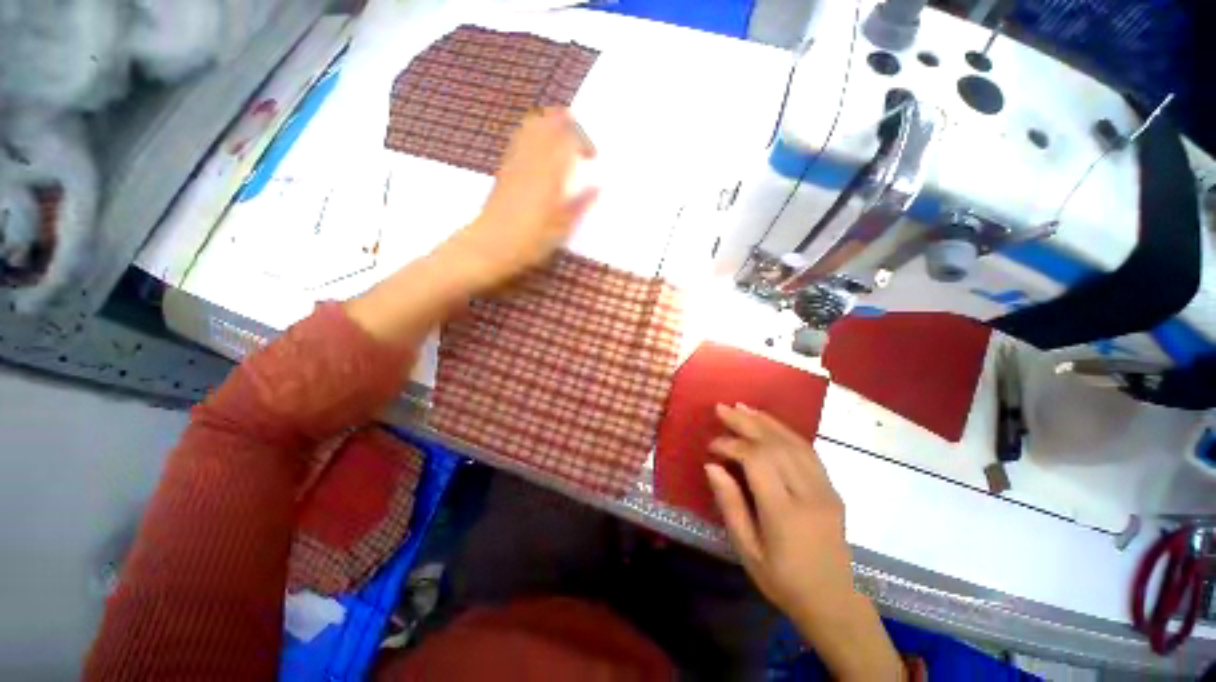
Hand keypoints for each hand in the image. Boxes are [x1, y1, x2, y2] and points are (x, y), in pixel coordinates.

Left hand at [442, 107, 597, 291]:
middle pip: (548, 124)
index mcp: (549, 175)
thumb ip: (580, 205)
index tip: (593, 156)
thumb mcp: (561, 229)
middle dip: (566, 123)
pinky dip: (533, 134)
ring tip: (562, 135)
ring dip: (549, 124)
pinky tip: (540, 146)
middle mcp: (532, 161)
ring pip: (531, 126)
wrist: (490, 246)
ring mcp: (514, 162)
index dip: (583, 140)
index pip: (568, 139)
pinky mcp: (504, 169)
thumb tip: (598, 186)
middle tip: (580, 136)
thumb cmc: (529, 242)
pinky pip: (519, 139)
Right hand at [704, 404, 850, 619]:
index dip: (732, 445)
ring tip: (742, 407)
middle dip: (745, 422)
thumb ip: (730, 505)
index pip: (757, 460)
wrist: (835, 602)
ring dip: (765, 421)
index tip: (712, 446)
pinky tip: (769, 423)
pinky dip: (785, 431)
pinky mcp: (832, 488)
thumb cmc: (783, 581)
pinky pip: (808, 450)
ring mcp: (826, 489)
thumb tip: (712, 466)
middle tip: (722, 408)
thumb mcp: (747, 550)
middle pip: (775, 444)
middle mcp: (809, 494)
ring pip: (794, 442)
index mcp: (785, 513)